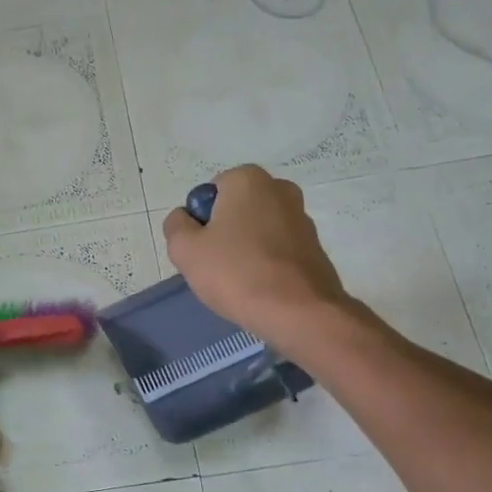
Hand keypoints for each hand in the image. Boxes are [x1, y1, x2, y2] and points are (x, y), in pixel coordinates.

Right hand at [162, 165, 352, 346]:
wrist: (299, 313)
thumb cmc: (236, 273)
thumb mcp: (185, 249)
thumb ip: (176, 225)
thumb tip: (185, 218)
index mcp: (248, 179)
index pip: (209, 194)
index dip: (199, 223)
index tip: (201, 250)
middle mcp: (279, 189)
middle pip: (235, 210)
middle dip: (223, 233)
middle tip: (215, 267)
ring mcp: (302, 217)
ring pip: (257, 230)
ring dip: (245, 248)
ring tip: (240, 281)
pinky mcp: (315, 246)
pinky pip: (277, 249)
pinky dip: (266, 262)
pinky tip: (262, 287)